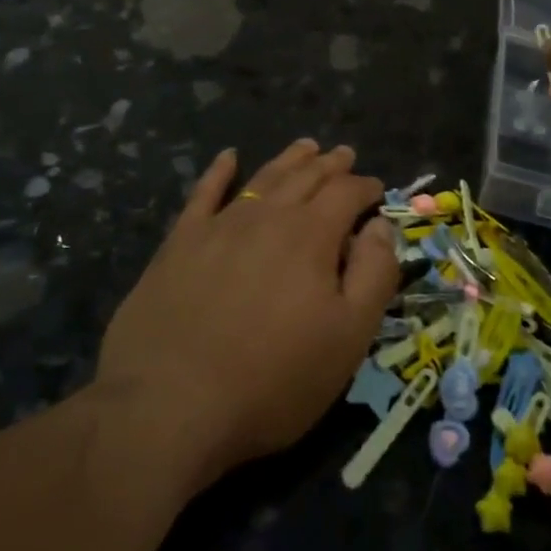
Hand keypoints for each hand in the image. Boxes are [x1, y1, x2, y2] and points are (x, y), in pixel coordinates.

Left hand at [96, 140, 399, 493]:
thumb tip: (380, 225)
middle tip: (343, 154)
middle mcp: (267, 216)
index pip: (346, 194)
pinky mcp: (180, 242)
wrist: (170, 404)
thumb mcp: (348, 337)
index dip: (365, 187)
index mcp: (310, 235)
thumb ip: (373, 274)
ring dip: (288, 160)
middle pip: (306, 177)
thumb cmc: (273, 378)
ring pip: (262, 178)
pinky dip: (218, 171)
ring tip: (305, 147)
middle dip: (330, 165)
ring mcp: (219, 225)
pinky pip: (203, 193)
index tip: (376, 188)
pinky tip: (228, 157)